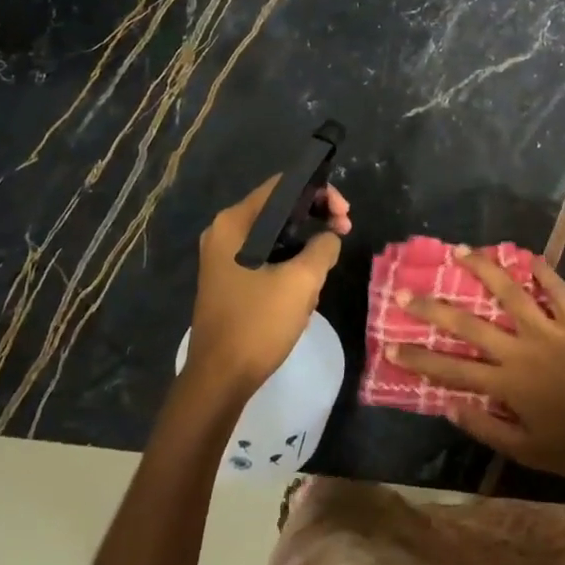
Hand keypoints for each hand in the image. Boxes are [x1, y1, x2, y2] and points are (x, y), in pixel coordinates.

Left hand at [185, 178, 350, 402]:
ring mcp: (223, 257)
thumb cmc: (258, 324)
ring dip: (304, 248)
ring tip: (322, 273)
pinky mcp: (229, 279)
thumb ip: (323, 247)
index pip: (283, 185)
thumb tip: (329, 238)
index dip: (320, 191)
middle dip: (315, 219)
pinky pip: (266, 257)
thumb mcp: (302, 281)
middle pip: (279, 208)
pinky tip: (303, 292)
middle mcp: (224, 232)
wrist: (220, 379)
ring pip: (275, 236)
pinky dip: (289, 264)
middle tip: (343, 233)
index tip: (344, 215)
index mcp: (235, 223)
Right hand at [390, 250, 564, 484]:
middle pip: (468, 324)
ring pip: (510, 293)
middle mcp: (520, 350)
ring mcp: (548, 331)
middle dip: (433, 308)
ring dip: (483, 269)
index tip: (390, 345)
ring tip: (460, 250)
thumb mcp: (527, 451)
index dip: (419, 358)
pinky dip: (545, 271)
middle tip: (406, 292)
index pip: (451, 370)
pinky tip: (529, 255)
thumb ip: (486, 427)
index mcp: (506, 384)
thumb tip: (449, 407)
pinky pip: (558, 291)